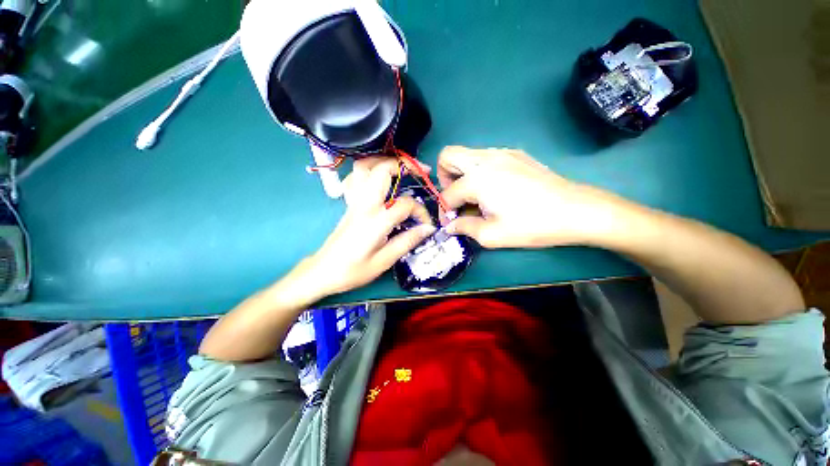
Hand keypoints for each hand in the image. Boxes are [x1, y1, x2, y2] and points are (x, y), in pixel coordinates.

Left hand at [304, 157, 435, 296]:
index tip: (426, 224)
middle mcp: (364, 204)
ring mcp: (354, 201)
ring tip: (400, 168)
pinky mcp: (349, 203)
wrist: (323, 271)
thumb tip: (428, 229)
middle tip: (420, 171)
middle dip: (404, 165)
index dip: (421, 212)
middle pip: (382, 170)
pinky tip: (378, 179)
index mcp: (375, 220)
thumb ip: (407, 241)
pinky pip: (355, 178)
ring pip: (364, 167)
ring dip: (384, 162)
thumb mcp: (384, 261)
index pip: (405, 205)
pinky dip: (368, 171)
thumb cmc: (353, 270)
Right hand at [438, 146, 627, 247]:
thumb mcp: (492, 235)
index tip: (450, 223)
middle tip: (456, 198)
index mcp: (477, 180)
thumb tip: (450, 225)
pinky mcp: (515, 154)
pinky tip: (494, 189)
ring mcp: (501, 153)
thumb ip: (464, 228)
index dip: (444, 210)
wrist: (576, 210)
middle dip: (444, 178)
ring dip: (461, 174)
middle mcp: (484, 159)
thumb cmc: (532, 225)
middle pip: (448, 156)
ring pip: (466, 154)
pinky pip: (485, 157)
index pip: (447, 193)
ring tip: (475, 196)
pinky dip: (479, 171)